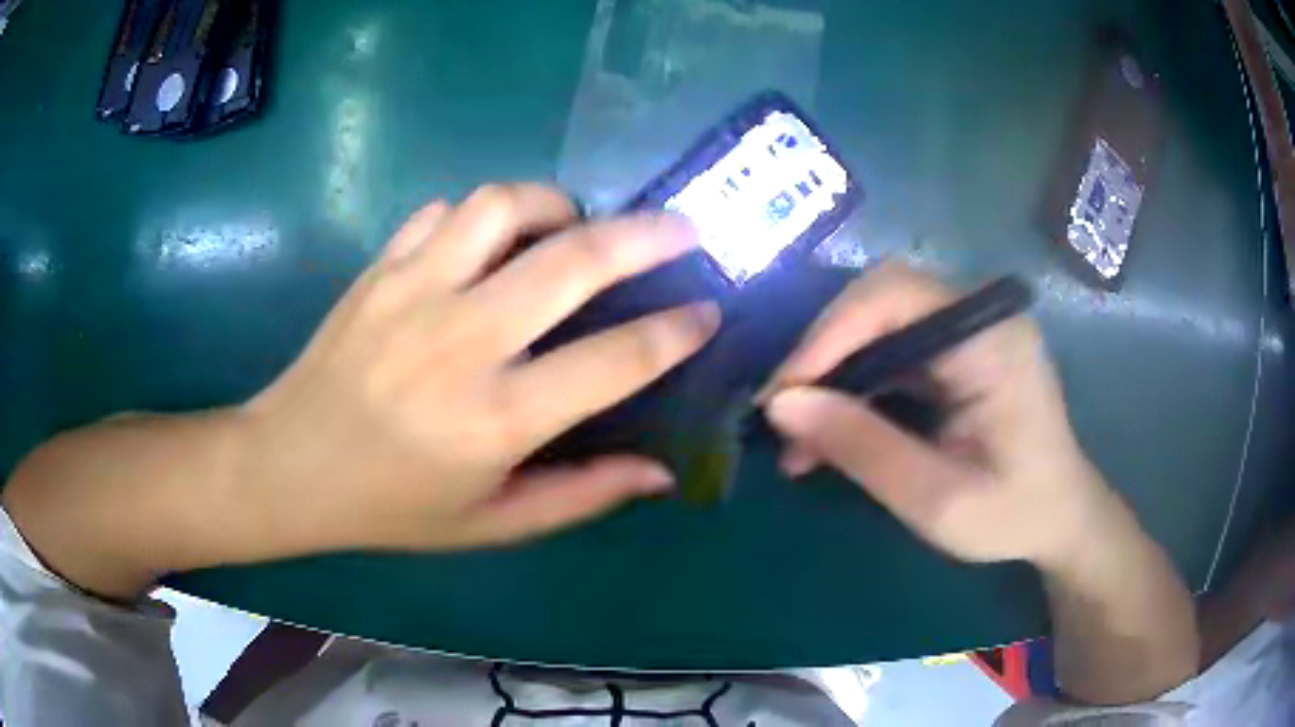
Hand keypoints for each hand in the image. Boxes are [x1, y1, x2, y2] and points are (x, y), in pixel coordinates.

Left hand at [236, 184, 718, 554]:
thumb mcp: (492, 524)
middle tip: (683, 229)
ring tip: (572, 228)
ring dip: (556, 206)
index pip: (617, 358)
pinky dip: (483, 216)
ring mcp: (413, 290)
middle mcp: (462, 340)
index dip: (677, 331)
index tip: (708, 311)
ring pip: (504, 205)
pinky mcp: (380, 268)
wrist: (290, 467)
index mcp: (497, 418)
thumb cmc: (392, 506)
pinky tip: (489, 243)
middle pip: (574, 259)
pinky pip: (445, 211)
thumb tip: (660, 473)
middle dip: (648, 236)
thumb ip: (582, 495)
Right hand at [761, 263, 1116, 567]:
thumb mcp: (936, 499)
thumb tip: (781, 405)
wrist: (1059, 518)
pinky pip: (892, 344)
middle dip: (824, 351)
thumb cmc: (1012, 515)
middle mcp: (980, 315)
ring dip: (833, 369)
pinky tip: (833, 424)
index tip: (782, 395)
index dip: (829, 334)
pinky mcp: (958, 348)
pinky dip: (855, 379)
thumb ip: (863, 449)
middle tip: (784, 413)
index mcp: (991, 340)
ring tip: (799, 433)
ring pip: (878, 319)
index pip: (895, 296)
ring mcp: (970, 328)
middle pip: (881, 297)